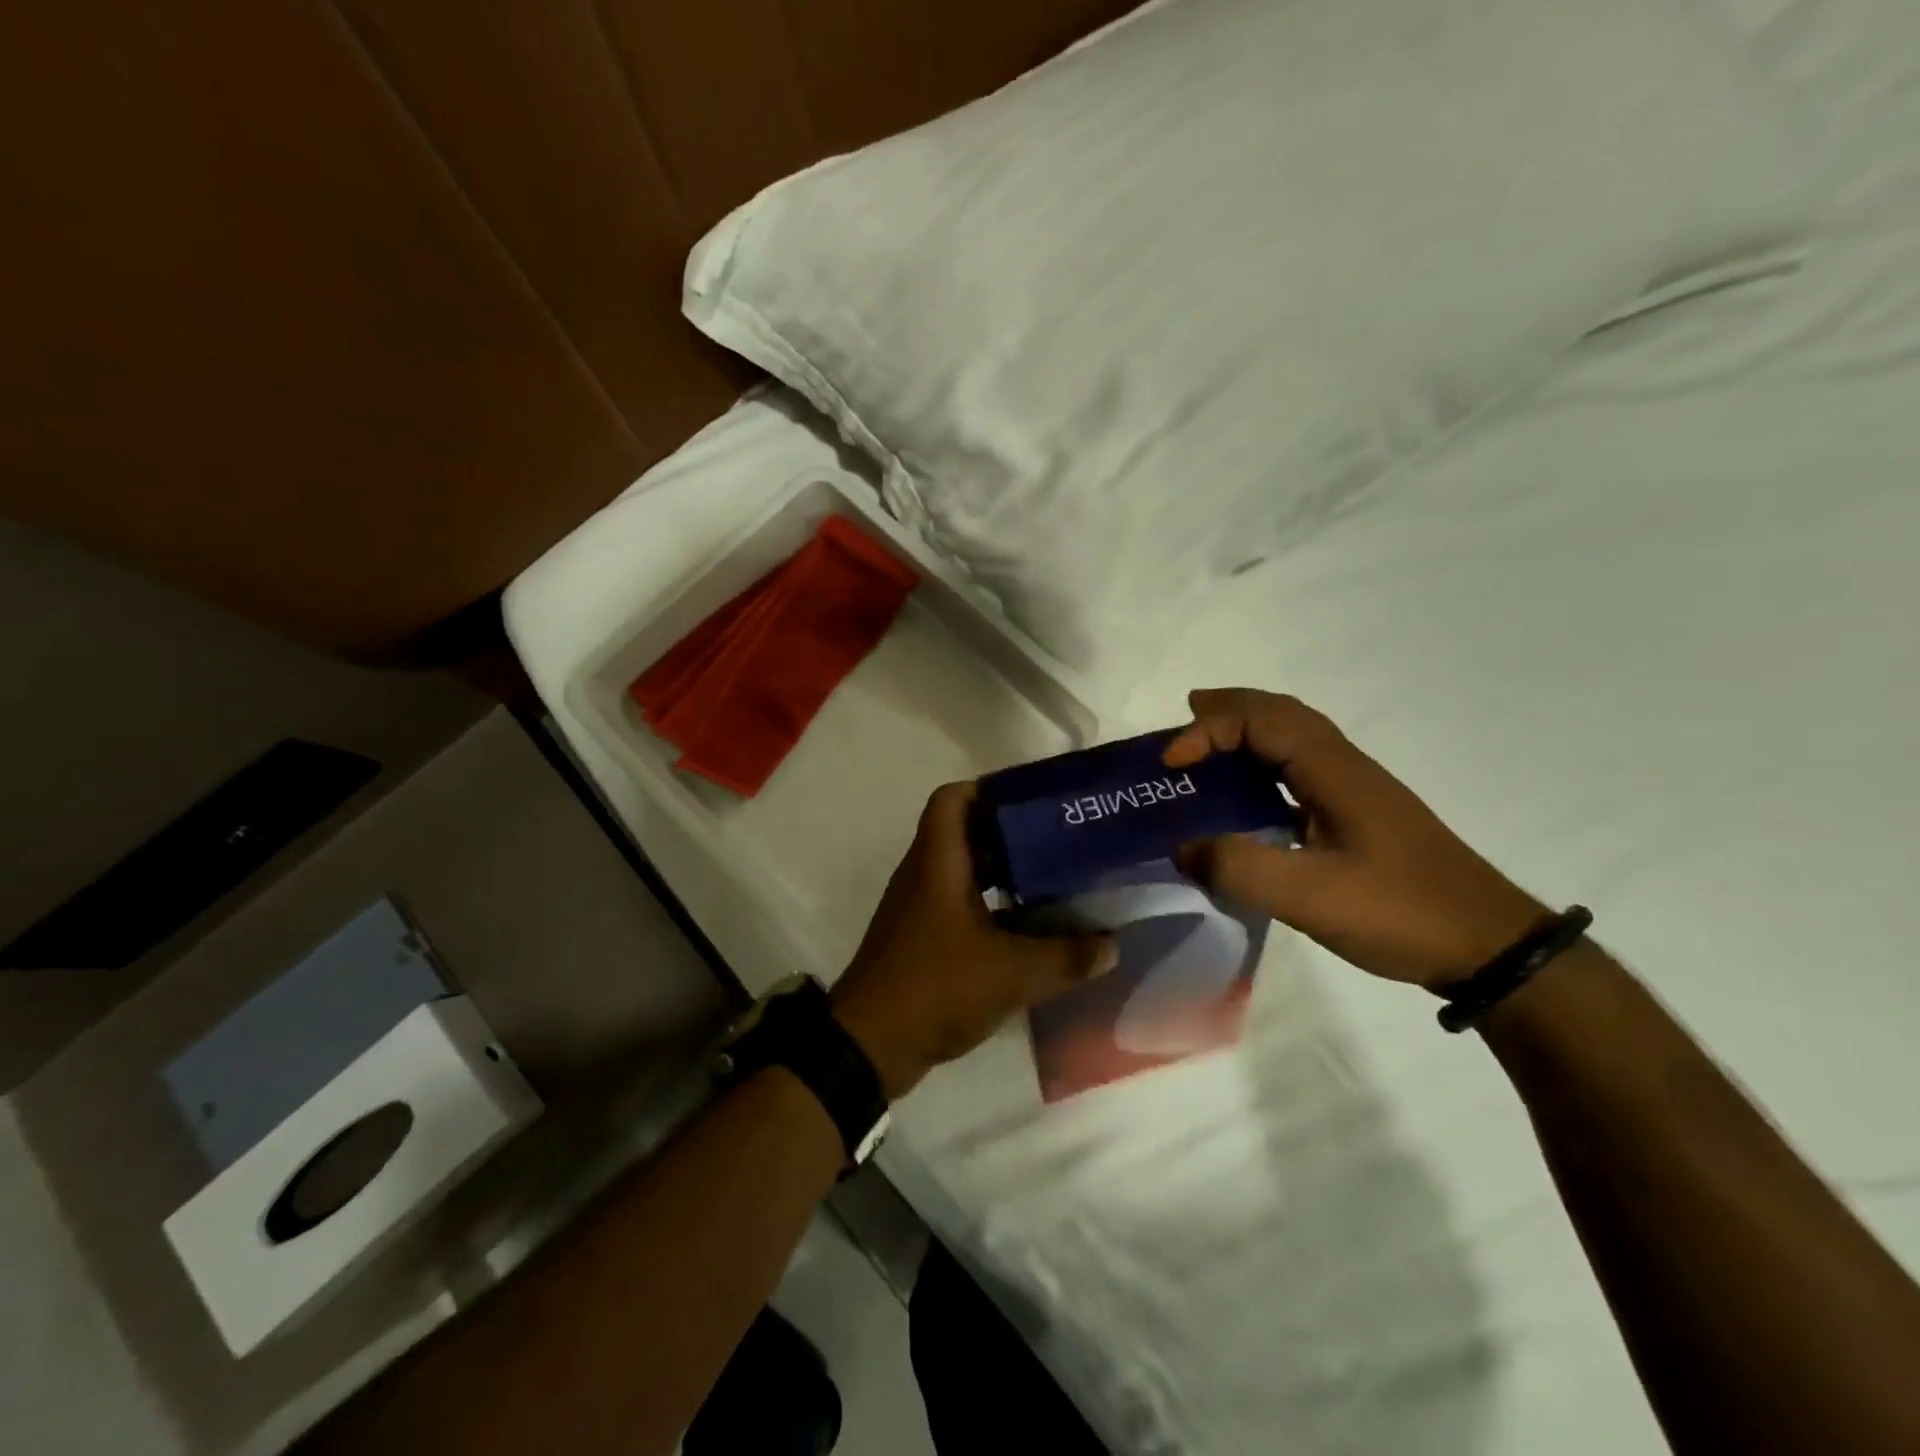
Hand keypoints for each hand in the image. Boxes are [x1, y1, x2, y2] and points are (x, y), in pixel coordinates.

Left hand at [830, 782, 1117, 1097]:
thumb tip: (1110, 945)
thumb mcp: (1011, 973)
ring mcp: (919, 907)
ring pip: (965, 870)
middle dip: (1011, 832)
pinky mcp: (922, 937)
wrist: (869, 1046)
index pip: (953, 797)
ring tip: (1054, 879)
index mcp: (937, 861)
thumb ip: (1065, 957)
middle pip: (966, 832)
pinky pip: (960, 904)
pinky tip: (1030, 928)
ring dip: (1004, 872)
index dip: (989, 788)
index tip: (1033, 800)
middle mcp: (924, 874)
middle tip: (1058, 839)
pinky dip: (993, 907)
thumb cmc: (935, 987)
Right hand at [1165, 688, 1545, 990]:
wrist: (1490, 945)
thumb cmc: (1400, 911)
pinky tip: (1251, 795)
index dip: (1208, 730)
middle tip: (1185, 714)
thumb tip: (1182, 847)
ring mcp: (1357, 789)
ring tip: (1209, 745)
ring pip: (1295, 737)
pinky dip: (1266, 762)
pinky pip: (1302, 768)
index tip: (1171, 765)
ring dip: (1249, 730)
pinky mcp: (1361, 814)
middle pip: (1282, 713)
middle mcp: (1346, 766)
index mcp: (1334, 771)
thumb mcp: (1310, 896)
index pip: (1261, 721)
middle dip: (1229, 708)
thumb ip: (1238, 867)